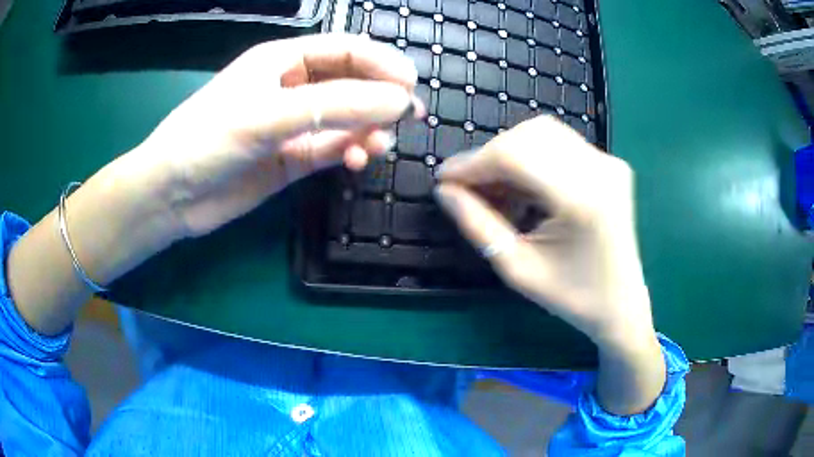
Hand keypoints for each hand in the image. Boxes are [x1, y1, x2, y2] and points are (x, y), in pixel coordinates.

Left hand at [135, 34, 422, 239]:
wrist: (173, 196)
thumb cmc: (207, 139)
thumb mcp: (267, 114)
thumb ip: (334, 106)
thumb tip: (398, 101)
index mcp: (282, 60)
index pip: (344, 50)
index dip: (380, 62)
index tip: (410, 83)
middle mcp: (292, 87)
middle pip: (350, 82)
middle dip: (380, 96)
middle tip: (409, 114)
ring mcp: (293, 125)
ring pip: (345, 119)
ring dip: (367, 129)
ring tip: (379, 145)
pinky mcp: (292, 158)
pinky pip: (332, 149)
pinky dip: (350, 152)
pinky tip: (357, 160)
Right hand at [435, 116, 664, 414]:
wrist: (622, 304)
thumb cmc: (573, 297)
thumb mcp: (518, 269)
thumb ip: (478, 225)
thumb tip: (445, 191)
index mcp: (583, 199)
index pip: (516, 155)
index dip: (473, 162)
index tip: (444, 178)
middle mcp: (600, 169)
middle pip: (529, 135)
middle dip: (489, 156)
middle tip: (466, 187)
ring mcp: (608, 163)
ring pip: (542, 134)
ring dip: (508, 154)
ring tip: (492, 189)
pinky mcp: (609, 164)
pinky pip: (559, 145)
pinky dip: (530, 159)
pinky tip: (519, 187)